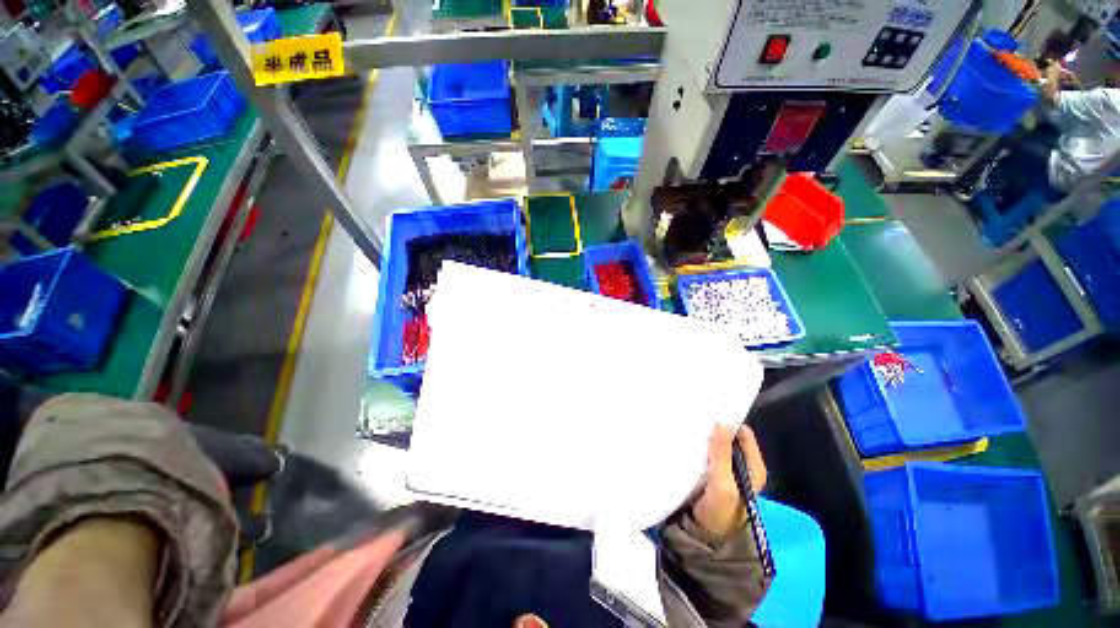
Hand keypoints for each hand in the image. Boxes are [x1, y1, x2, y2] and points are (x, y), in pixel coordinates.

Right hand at [691, 424, 766, 541]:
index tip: (710, 410)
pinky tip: (686, 438)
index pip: (743, 434)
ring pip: (717, 444)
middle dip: (715, 427)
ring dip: (706, 436)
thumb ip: (722, 455)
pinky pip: (707, 452)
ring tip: (688, 422)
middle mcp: (742, 464)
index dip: (729, 421)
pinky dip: (700, 445)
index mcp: (754, 466)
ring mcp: (726, 468)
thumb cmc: (720, 512)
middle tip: (695, 414)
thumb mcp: (723, 484)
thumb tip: (720, 424)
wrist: (706, 536)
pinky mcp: (712, 472)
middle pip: (729, 437)